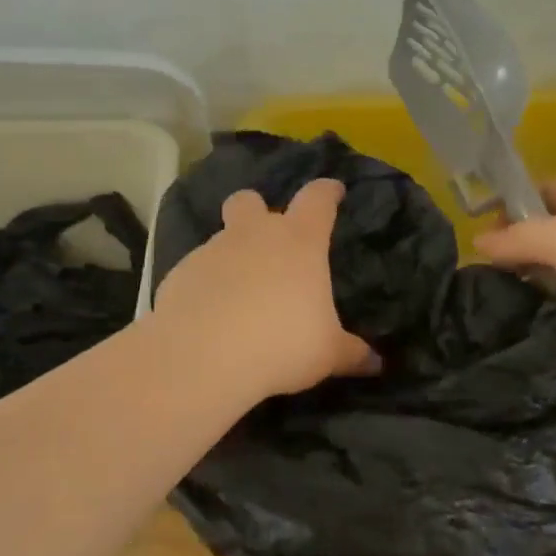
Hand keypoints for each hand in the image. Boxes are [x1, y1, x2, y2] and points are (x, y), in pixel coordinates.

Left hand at [152, 178, 378, 398]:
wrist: (203, 356)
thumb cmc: (281, 343)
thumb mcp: (326, 354)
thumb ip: (351, 353)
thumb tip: (376, 363)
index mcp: (299, 241)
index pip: (317, 199)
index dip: (327, 192)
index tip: (334, 192)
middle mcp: (254, 235)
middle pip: (251, 200)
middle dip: (257, 210)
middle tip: (267, 239)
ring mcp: (212, 250)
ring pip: (221, 239)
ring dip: (231, 257)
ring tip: (239, 296)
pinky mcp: (179, 274)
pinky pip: (197, 272)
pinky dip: (205, 286)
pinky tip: (209, 317)